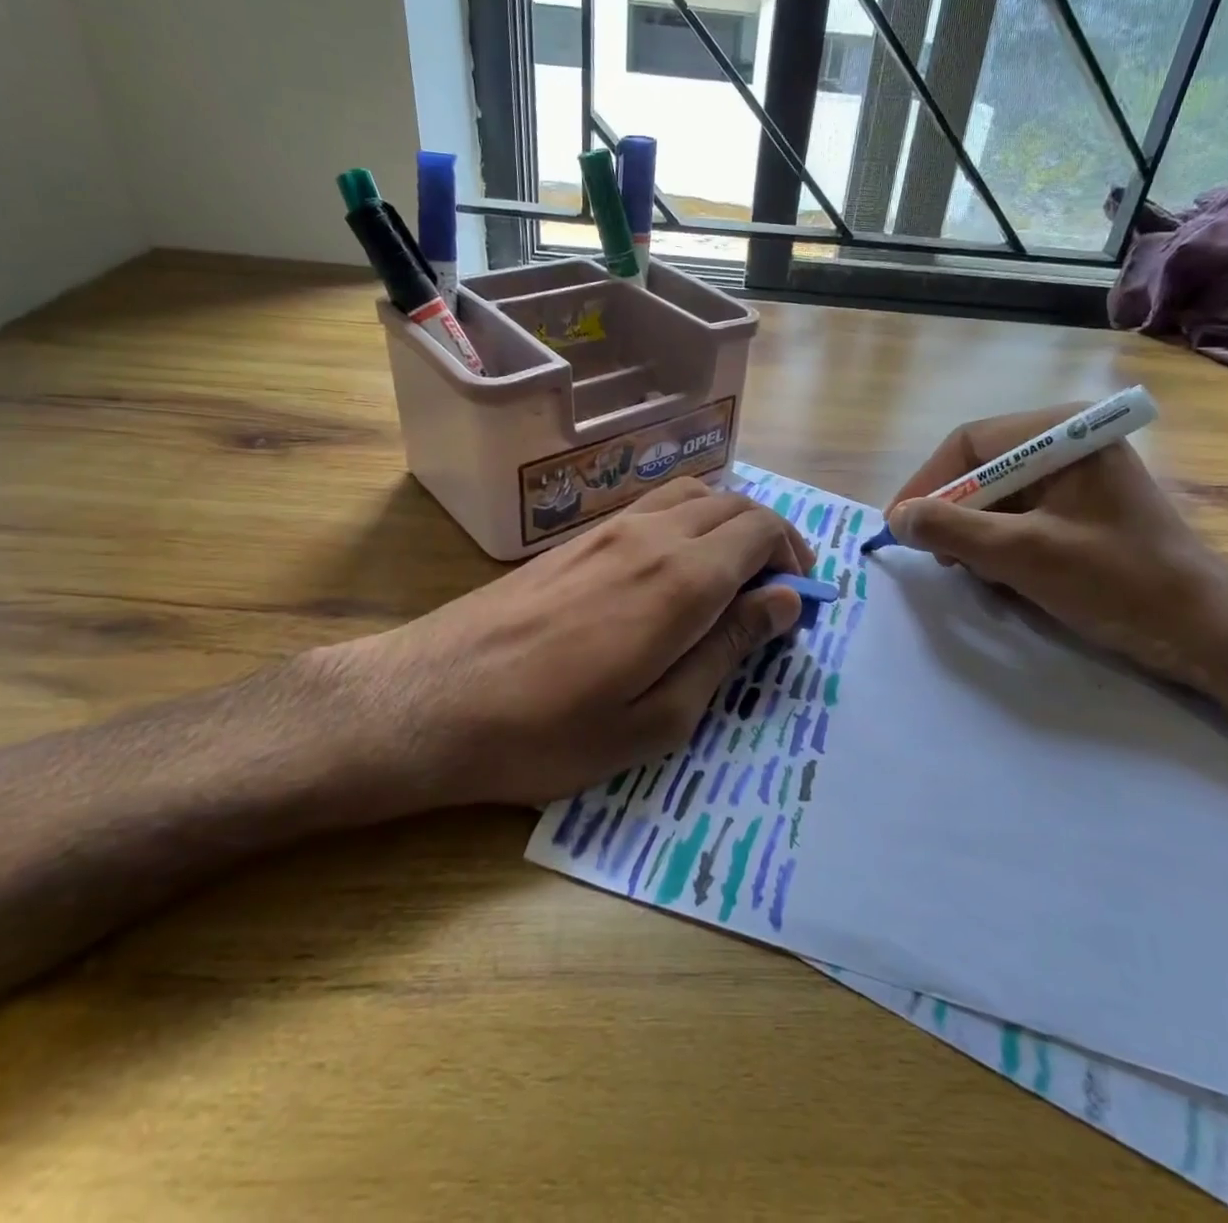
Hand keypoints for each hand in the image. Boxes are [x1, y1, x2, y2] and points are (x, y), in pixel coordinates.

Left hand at [313, 478, 813, 813]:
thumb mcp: (659, 717)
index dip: (794, 560)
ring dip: (728, 524)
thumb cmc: (550, 731)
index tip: (796, 607)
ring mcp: (608, 529)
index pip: (762, 530)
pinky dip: (687, 522)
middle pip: (734, 504)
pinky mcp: (576, 538)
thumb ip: (728, 650)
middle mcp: (651, 534)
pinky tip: (673, 570)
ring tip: (731, 578)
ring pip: (693, 494)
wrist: (431, 700)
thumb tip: (784, 601)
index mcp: (682, 578)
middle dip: (770, 540)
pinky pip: (653, 506)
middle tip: (773, 595)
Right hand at [885, 407, 1227, 689]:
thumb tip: (897, 517)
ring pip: (997, 495)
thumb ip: (953, 529)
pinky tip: (1000, 573)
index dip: (927, 483)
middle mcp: (1068, 442)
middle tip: (933, 555)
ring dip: (973, 532)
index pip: (970, 443)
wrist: (1205, 632)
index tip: (898, 526)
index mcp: (1063, 434)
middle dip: (952, 512)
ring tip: (969, 569)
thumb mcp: (1023, 554)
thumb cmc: (1117, 581)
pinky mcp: (1082, 508)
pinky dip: (999, 543)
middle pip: (982, 467)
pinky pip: (1020, 515)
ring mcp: (1077, 476)